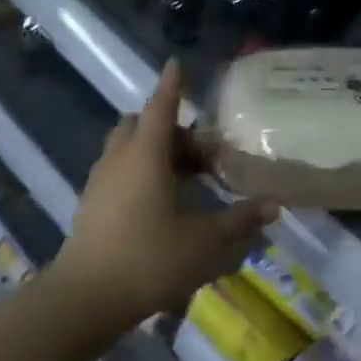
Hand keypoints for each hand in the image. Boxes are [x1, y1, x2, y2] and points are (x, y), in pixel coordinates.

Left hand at [52, 60, 276, 328]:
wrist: (87, 296)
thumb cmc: (150, 259)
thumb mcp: (205, 242)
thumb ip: (240, 220)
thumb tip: (272, 204)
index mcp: (147, 155)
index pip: (162, 107)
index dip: (173, 85)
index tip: (177, 64)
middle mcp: (119, 158)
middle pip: (142, 125)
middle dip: (171, 128)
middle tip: (201, 153)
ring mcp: (100, 180)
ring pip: (127, 148)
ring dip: (154, 150)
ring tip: (184, 177)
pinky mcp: (91, 203)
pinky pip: (118, 170)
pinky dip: (139, 171)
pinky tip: (160, 201)